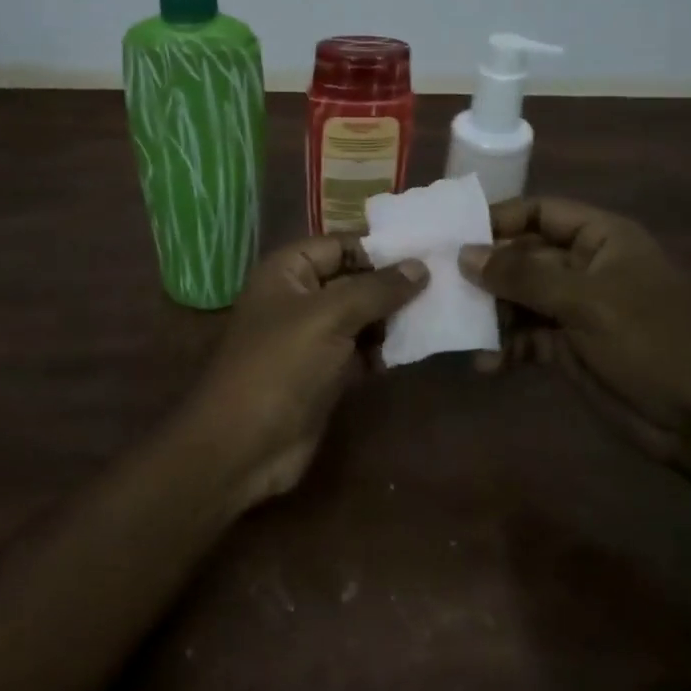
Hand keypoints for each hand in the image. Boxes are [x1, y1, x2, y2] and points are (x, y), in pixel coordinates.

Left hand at [191, 236, 426, 506]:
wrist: (244, 445)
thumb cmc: (280, 365)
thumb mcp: (329, 316)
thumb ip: (376, 289)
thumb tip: (420, 266)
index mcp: (287, 272)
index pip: (339, 245)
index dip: (379, 249)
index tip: (428, 254)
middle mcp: (299, 298)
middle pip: (354, 281)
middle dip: (393, 285)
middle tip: (446, 285)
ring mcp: (312, 338)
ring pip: (361, 318)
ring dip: (394, 320)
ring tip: (439, 316)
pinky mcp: (326, 374)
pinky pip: (362, 352)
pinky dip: (385, 351)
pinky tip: (418, 349)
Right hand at [458, 197, 690, 476]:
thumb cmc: (654, 342)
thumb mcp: (587, 301)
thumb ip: (523, 275)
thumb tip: (465, 254)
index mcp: (601, 239)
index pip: (541, 212)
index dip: (500, 218)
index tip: (454, 234)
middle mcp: (585, 268)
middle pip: (523, 256)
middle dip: (485, 271)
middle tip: (441, 284)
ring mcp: (576, 310)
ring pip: (518, 299)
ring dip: (489, 313)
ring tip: (457, 327)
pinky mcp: (568, 348)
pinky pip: (526, 338)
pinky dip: (505, 348)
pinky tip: (486, 365)